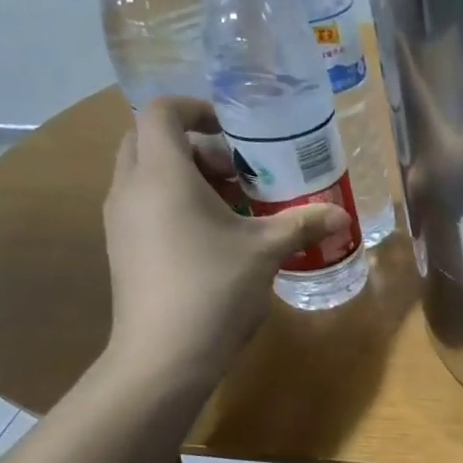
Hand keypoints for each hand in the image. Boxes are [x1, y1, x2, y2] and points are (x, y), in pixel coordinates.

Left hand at [102, 98, 348, 390]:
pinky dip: (175, 204)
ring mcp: (120, 221)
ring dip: (187, 177)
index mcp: (162, 174)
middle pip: (150, 141)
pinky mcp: (122, 249)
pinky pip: (145, 205)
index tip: (234, 129)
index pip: (161, 112)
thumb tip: (342, 215)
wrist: (163, 355)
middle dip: (195, 146)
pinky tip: (214, 238)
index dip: (196, 108)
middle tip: (238, 170)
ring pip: (147, 175)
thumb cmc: (214, 289)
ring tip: (233, 206)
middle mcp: (130, 188)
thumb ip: (303, 224)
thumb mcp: (266, 251)